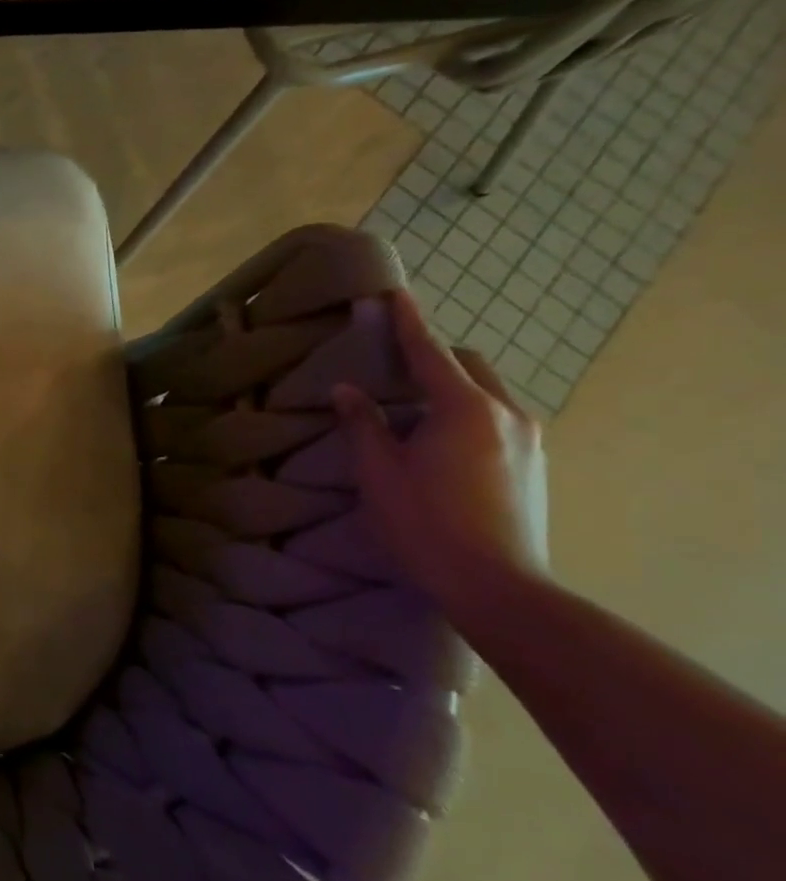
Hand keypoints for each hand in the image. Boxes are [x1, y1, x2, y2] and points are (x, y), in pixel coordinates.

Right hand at [333, 290, 550, 612]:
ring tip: (412, 408)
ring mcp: (529, 440)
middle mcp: (506, 414)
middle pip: (469, 365)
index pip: (429, 352)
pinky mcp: (534, 465)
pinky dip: (465, 412)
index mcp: (464, 409)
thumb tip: (347, 390)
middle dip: (433, 355)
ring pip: (486, 392)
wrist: (499, 587)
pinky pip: (496, 418)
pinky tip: (438, 441)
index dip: (408, 322)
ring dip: (450, 387)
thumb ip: (363, 425)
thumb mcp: (379, 473)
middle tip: (393, 364)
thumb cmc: (426, 523)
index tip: (394, 293)